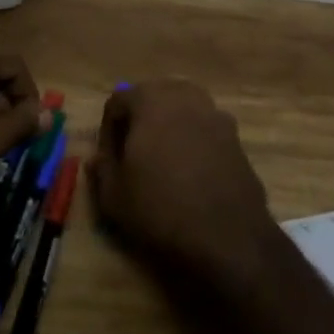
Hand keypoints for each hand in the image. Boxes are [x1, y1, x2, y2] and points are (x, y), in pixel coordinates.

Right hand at [89, 79, 276, 280]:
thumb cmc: (160, 209)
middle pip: (154, 96)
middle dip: (140, 119)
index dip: (108, 129)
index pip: (119, 100)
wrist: (227, 236)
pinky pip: (206, 129)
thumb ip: (102, 169)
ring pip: (184, 109)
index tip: (109, 159)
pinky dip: (194, 141)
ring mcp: (216, 115)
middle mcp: (186, 97)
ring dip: (170, 126)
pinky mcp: (236, 137)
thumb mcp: (114, 197)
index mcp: (152, 100)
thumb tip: (97, 157)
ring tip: (162, 162)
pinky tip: (192, 173)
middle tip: (133, 154)